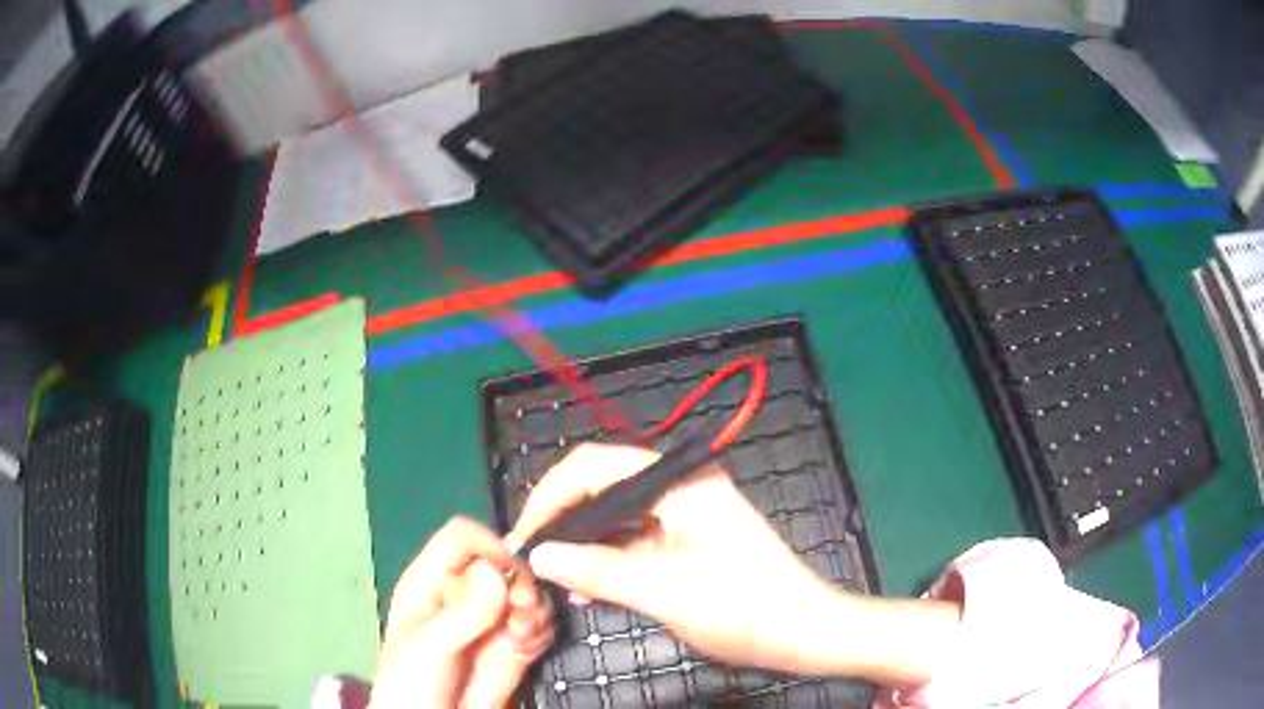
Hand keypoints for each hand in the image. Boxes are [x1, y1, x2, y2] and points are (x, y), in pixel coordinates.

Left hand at [370, 517, 552, 707]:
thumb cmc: (413, 685)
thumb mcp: (429, 648)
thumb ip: (462, 613)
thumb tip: (497, 572)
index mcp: (430, 582)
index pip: (462, 538)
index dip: (489, 547)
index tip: (508, 576)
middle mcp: (463, 595)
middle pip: (503, 562)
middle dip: (520, 584)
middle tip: (520, 614)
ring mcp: (490, 621)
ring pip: (527, 591)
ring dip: (535, 610)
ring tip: (522, 637)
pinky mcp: (513, 645)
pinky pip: (540, 623)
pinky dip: (542, 630)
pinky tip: (528, 648)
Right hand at [507, 443, 852, 674]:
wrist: (804, 632)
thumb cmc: (742, 608)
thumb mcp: (664, 592)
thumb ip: (598, 570)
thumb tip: (539, 555)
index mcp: (679, 483)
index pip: (595, 467)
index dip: (550, 496)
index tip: (523, 536)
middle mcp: (681, 487)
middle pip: (603, 487)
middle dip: (563, 520)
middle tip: (531, 558)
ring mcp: (687, 513)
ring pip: (617, 516)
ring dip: (583, 544)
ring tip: (552, 577)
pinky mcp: (690, 539)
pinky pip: (636, 539)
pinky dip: (608, 559)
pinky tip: (584, 586)